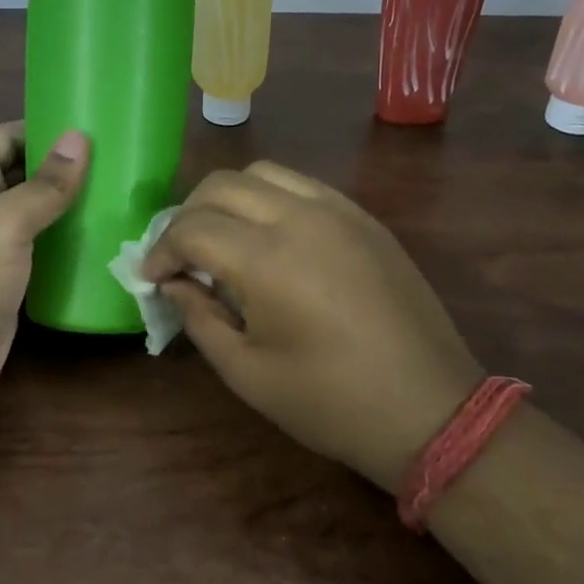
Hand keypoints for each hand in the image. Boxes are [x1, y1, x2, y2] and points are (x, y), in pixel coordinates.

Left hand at [0, 122, 88, 416]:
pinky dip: (64, 242)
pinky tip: (100, 238)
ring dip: (67, 205)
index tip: (91, 129)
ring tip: (117, 195)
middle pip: (20, 173)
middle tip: (116, 162)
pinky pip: (38, 249)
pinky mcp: (4, 280)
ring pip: (32, 213)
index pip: (4, 137)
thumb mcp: (5, 222)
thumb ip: (45, 183)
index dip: (42, 129)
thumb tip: (79, 137)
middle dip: (61, 167)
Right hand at [143, 161, 480, 490]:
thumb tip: (173, 283)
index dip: (161, 250)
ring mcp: (338, 211)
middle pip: (221, 185)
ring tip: (222, 238)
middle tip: (180, 255)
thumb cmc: (330, 402)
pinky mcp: (363, 218)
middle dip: (187, 215)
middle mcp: (300, 217)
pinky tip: (269, 237)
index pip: (192, 228)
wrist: (431, 409)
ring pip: (263, 173)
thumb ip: (199, 317)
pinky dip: (270, 198)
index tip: (152, 276)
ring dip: (228, 198)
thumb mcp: (247, 372)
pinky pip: (302, 186)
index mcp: (267, 259)